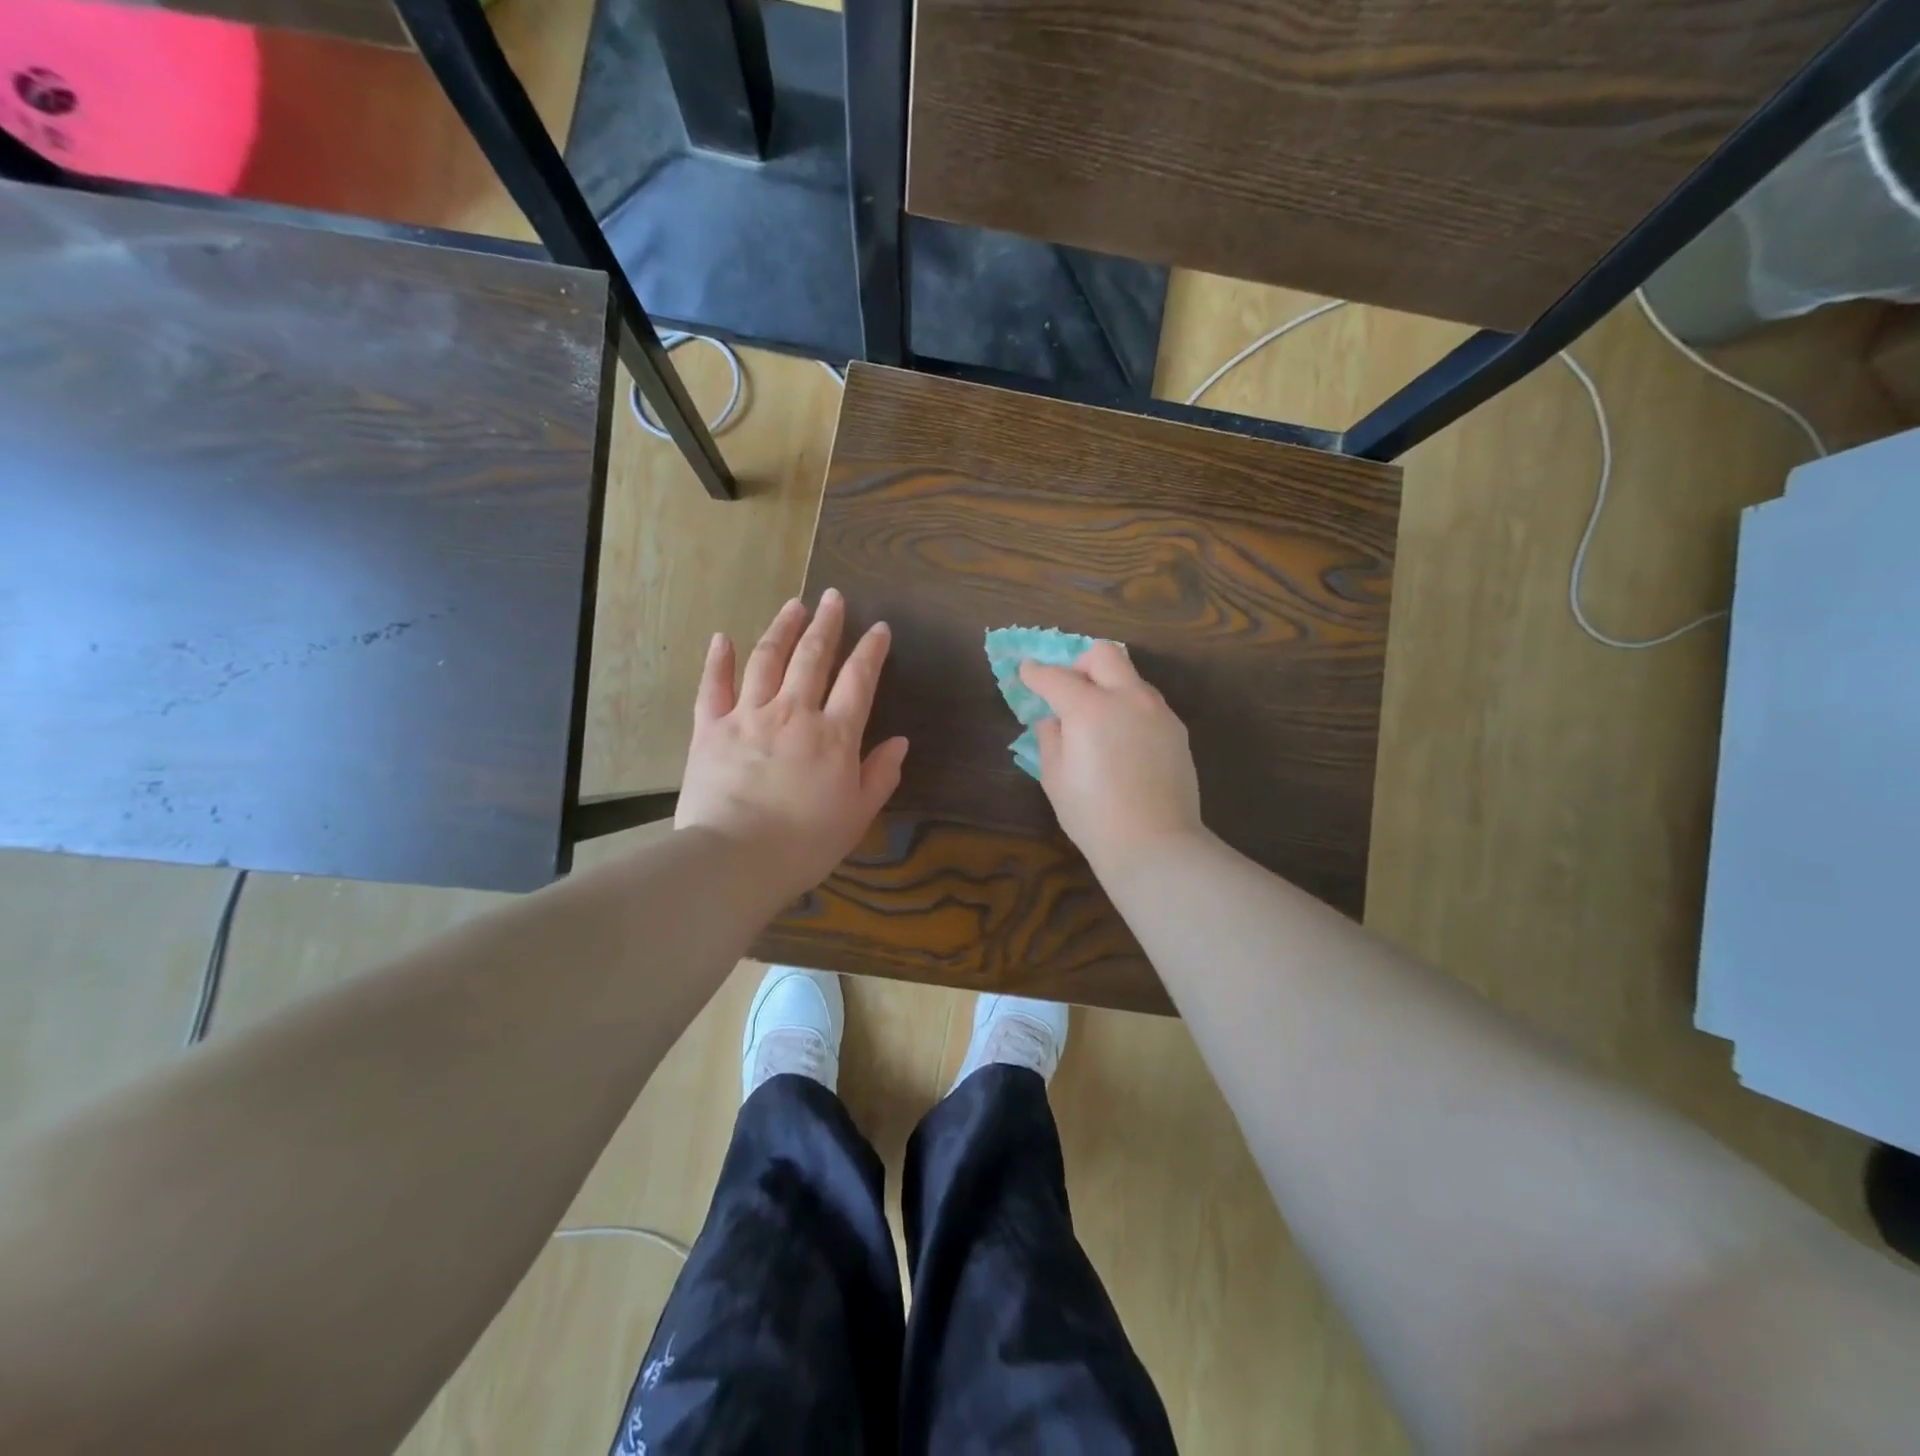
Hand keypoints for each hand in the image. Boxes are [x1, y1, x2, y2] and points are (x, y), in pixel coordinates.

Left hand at [676, 589, 908, 904]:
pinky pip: (714, 686)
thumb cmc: (804, 843)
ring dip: (783, 628)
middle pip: (813, 656)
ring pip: (768, 659)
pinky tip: (724, 637)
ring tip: (794, 605)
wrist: (734, 859)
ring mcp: (748, 715)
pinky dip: (719, 660)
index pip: (859, 680)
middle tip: (834, 597)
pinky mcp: (710, 728)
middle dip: (827, 624)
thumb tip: (899, 742)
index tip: (880, 628)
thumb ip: (880, 775)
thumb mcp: (857, 815)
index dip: (871, 651)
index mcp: (835, 735)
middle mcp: (794, 712)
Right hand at [1019, 642, 1203, 876]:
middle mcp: (1127, 698)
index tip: (1026, 671)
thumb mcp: (1055, 777)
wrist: (1154, 842)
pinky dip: (1129, 708)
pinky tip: (1123, 741)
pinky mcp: (1177, 730)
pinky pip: (1148, 703)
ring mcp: (1157, 711)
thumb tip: (1054, 720)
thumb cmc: (1092, 814)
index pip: (1055, 677)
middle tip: (1068, 690)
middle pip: (1104, 655)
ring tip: (1098, 720)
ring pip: (1131, 677)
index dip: (1035, 673)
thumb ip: (1050, 738)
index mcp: (1089, 708)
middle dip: (1080, 664)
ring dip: (1109, 685)